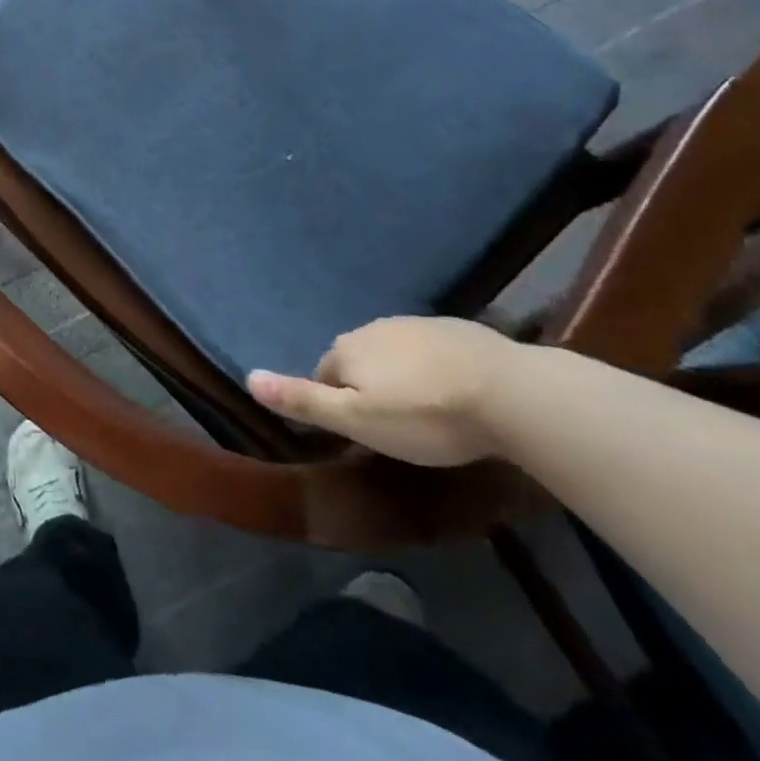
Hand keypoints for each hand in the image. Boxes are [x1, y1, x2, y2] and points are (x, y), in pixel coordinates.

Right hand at [246, 316, 532, 466]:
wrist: (511, 393)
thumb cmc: (425, 415)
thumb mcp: (358, 421)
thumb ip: (303, 400)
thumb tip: (248, 377)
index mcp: (347, 349)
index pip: (324, 376)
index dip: (338, 406)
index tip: (363, 436)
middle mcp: (374, 328)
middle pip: (359, 362)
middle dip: (369, 389)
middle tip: (397, 429)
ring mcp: (418, 324)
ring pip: (395, 355)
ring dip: (402, 378)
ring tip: (429, 414)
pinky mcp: (458, 329)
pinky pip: (431, 351)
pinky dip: (434, 370)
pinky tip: (458, 395)